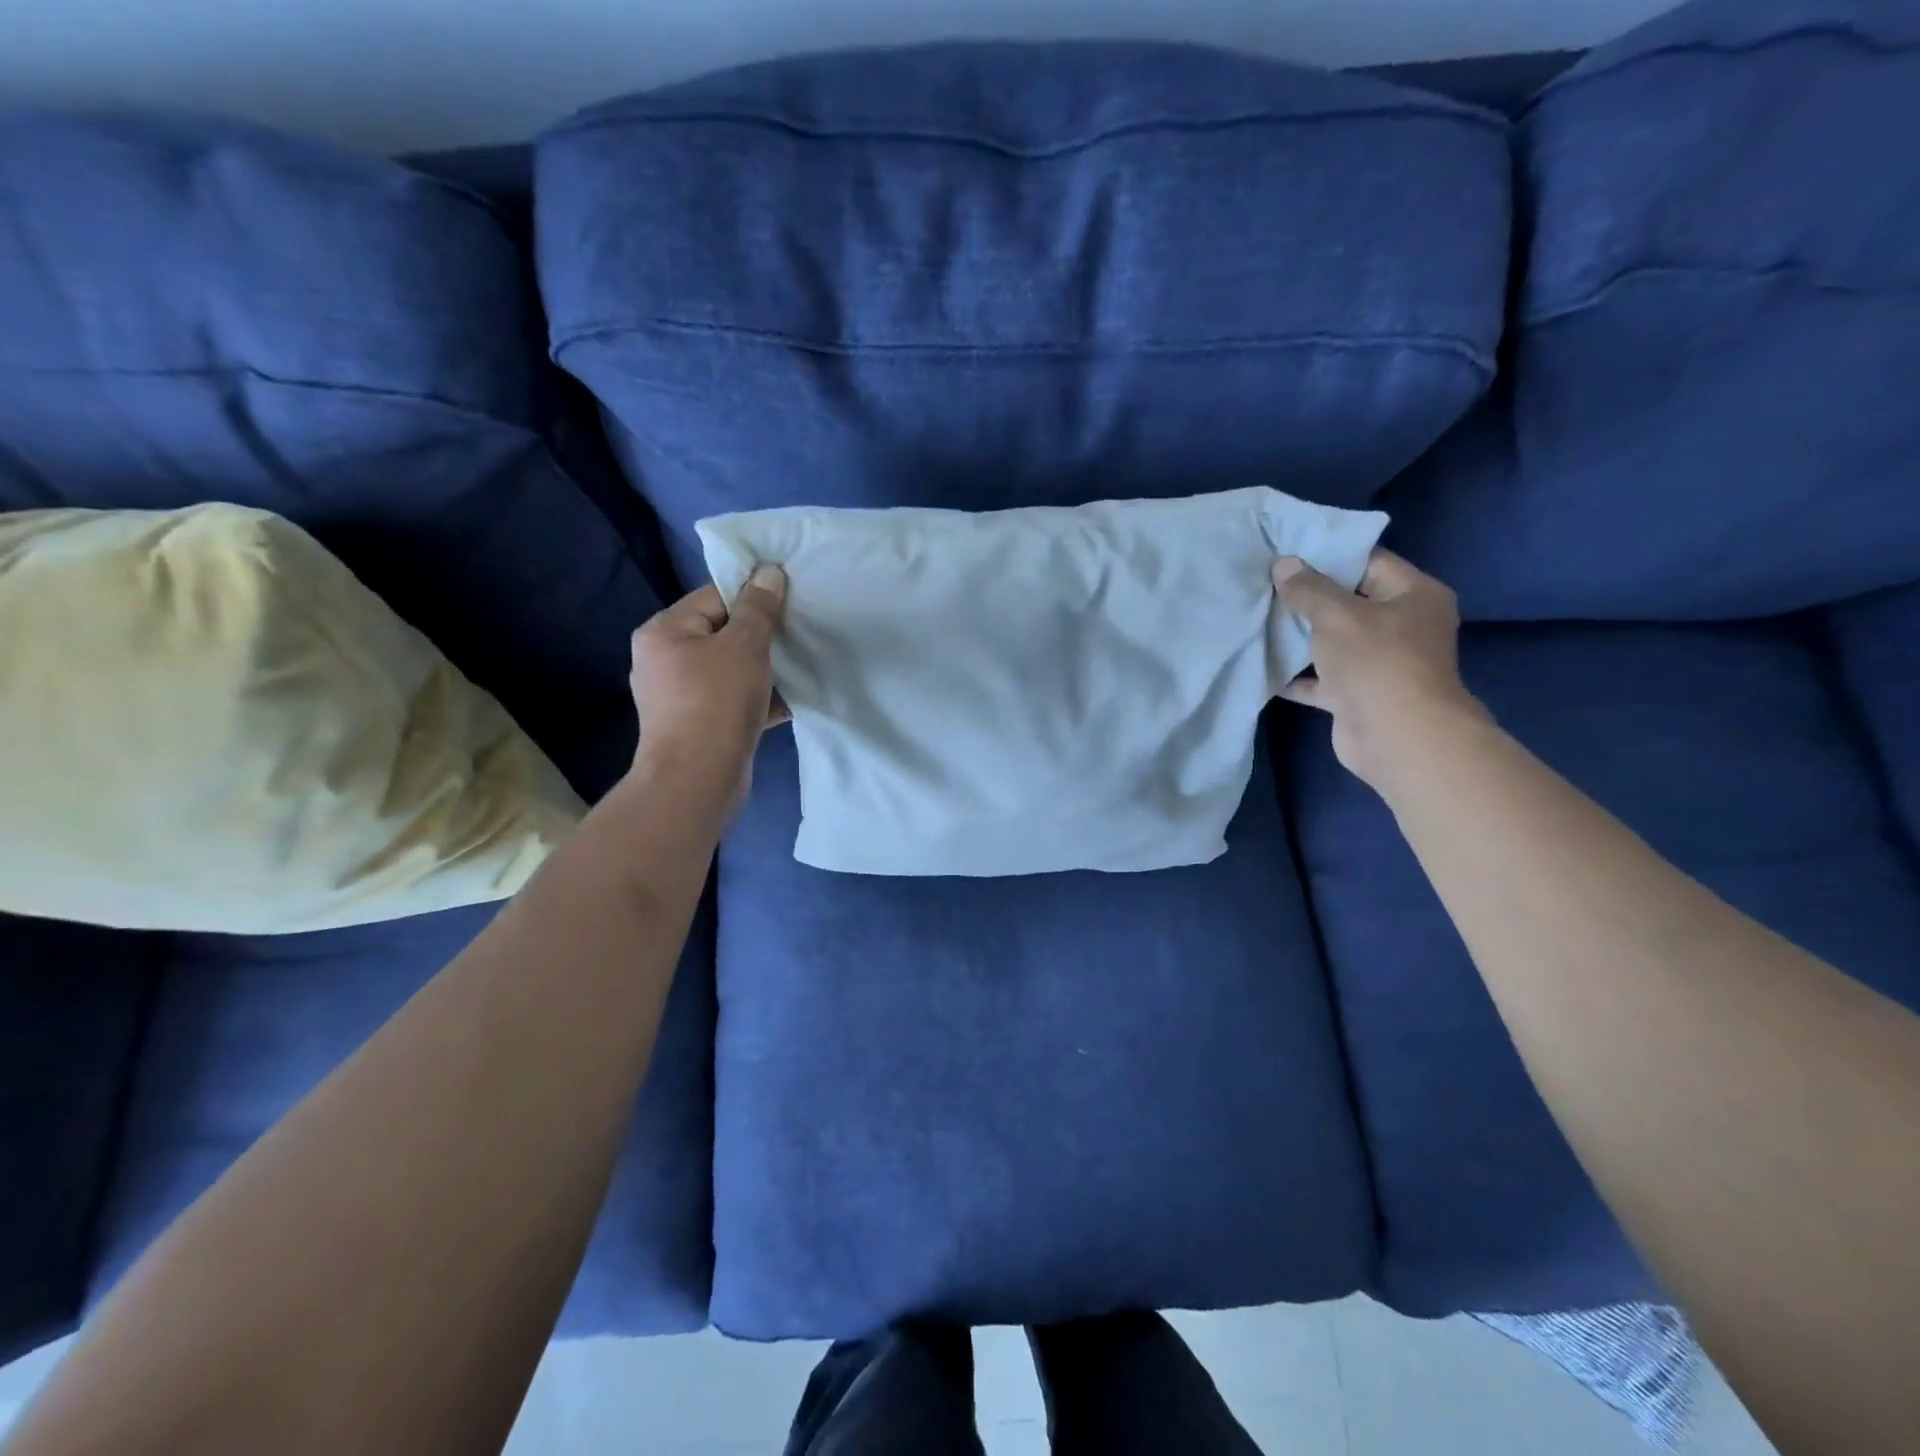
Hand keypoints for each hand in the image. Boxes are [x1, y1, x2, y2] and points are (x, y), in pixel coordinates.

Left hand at [627, 566, 788, 800]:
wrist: (698, 780)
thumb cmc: (716, 702)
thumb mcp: (743, 646)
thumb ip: (759, 608)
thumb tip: (769, 571)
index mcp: (664, 632)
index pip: (713, 597)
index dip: (753, 596)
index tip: (790, 600)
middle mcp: (665, 660)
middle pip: (723, 633)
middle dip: (763, 635)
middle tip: (801, 631)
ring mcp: (681, 696)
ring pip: (732, 669)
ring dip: (766, 668)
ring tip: (804, 663)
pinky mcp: (700, 725)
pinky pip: (735, 699)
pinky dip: (761, 698)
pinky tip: (795, 699)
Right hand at [1274, 549, 1487, 789]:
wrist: (1396, 737)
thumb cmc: (1377, 663)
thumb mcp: (1338, 615)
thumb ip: (1309, 589)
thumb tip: (1284, 565)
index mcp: (1414, 595)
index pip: (1368, 562)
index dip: (1328, 555)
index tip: (1286, 552)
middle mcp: (1402, 626)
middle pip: (1349, 601)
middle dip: (1308, 596)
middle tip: (1264, 583)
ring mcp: (1379, 663)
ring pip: (1333, 641)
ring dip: (1299, 636)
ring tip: (1257, 618)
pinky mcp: (1356, 695)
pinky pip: (1321, 678)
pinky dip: (1296, 674)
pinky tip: (1262, 663)